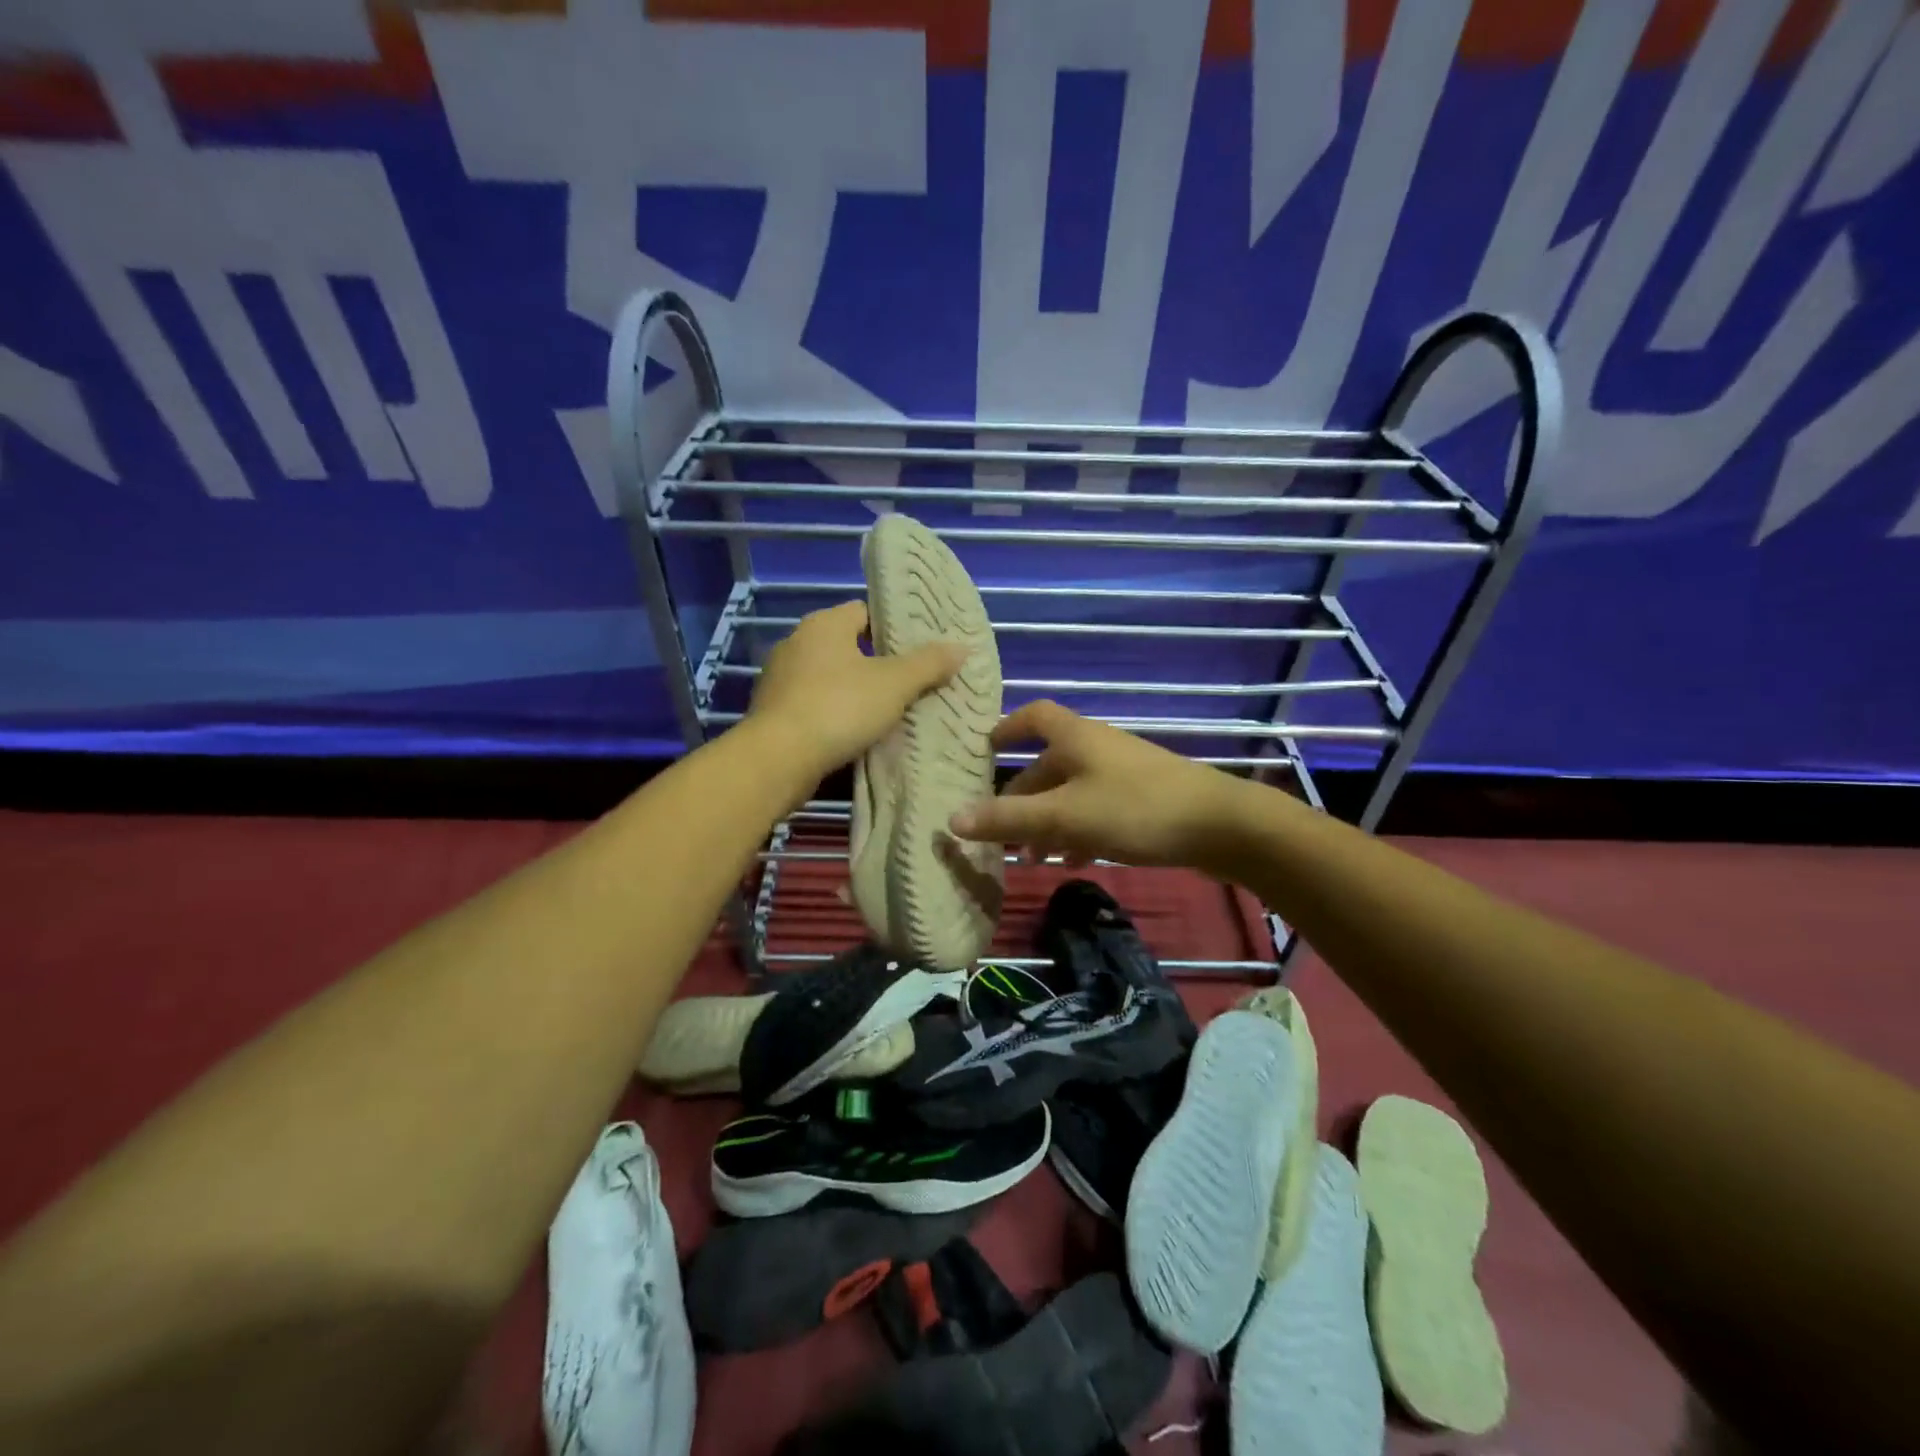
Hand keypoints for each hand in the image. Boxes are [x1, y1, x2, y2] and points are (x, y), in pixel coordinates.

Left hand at [745, 601, 966, 784]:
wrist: (778, 759)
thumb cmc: (839, 708)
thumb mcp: (894, 684)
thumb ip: (929, 664)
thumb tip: (960, 647)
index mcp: (824, 625)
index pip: (865, 612)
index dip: (894, 628)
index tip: (919, 649)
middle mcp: (797, 643)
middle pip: (848, 646)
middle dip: (878, 663)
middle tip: (912, 681)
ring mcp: (780, 678)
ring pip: (830, 678)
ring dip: (855, 691)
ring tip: (889, 710)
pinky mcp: (774, 712)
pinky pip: (814, 705)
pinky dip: (835, 714)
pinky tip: (856, 733)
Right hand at [947, 701, 1243, 868]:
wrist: (1220, 825)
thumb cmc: (1134, 809)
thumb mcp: (1064, 816)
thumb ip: (1009, 820)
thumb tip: (952, 820)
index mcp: (1075, 737)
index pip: (1033, 716)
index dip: (1006, 728)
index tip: (984, 749)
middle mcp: (1096, 747)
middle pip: (1048, 764)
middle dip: (1023, 798)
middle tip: (1000, 832)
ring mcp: (1122, 772)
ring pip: (1072, 792)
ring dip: (1049, 821)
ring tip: (1034, 858)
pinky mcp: (1143, 798)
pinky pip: (1097, 808)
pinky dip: (1079, 830)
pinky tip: (1076, 861)